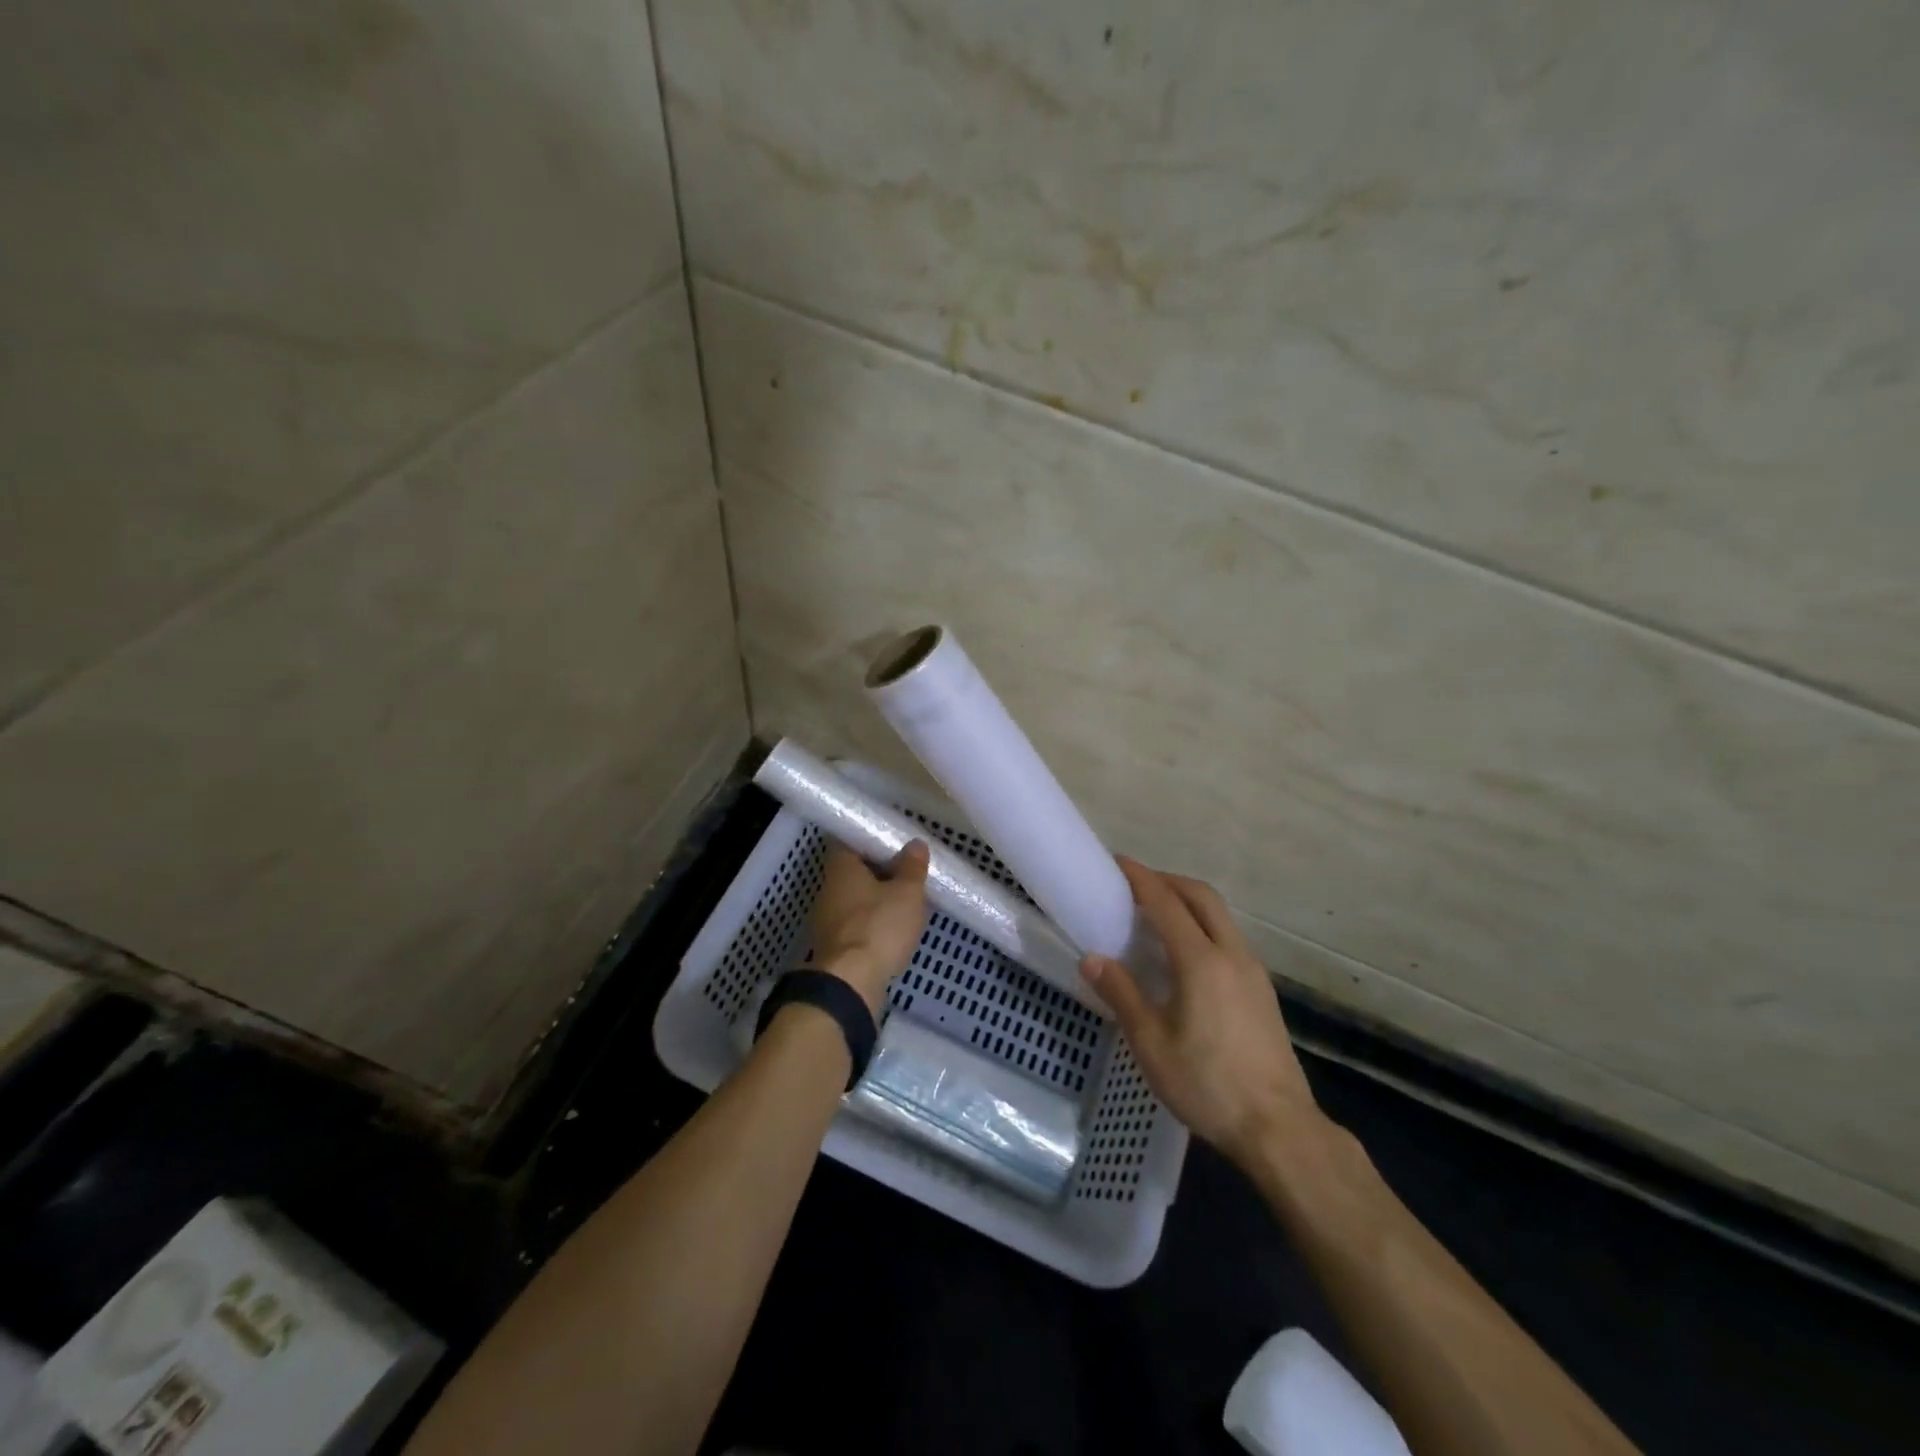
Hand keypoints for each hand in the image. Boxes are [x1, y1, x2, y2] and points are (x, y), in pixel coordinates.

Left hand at [808, 841, 930, 1014]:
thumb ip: (912, 867)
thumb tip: (915, 844)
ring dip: (878, 900)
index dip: (874, 841)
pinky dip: (874, 924)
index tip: (897, 845)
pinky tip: (895, 931)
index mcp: (841, 867)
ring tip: (907, 903)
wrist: (850, 984)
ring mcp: (828, 920)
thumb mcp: (907, 893)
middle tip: (909, 873)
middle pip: (855, 872)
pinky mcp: (834, 946)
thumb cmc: (878, 927)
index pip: (851, 841)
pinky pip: (857, 925)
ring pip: (857, 900)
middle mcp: (829, 889)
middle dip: (881, 872)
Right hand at [1082, 859, 1319, 1169]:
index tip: (1117, 863)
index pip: (1166, 903)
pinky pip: (1229, 937)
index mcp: (1200, 961)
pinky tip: (1187, 953)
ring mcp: (1253, 971)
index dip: (1140, 878)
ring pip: (1220, 916)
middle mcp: (1231, 954)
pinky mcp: (1263, 990)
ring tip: (1157, 914)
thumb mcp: (1152, 1044)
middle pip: (1201, 897)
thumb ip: (1122, 995)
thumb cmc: (1208, 1085)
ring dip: (1189, 902)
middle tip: (1136, 885)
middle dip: (1168, 880)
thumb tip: (1092, 958)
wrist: (1279, 1128)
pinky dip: (1203, 925)